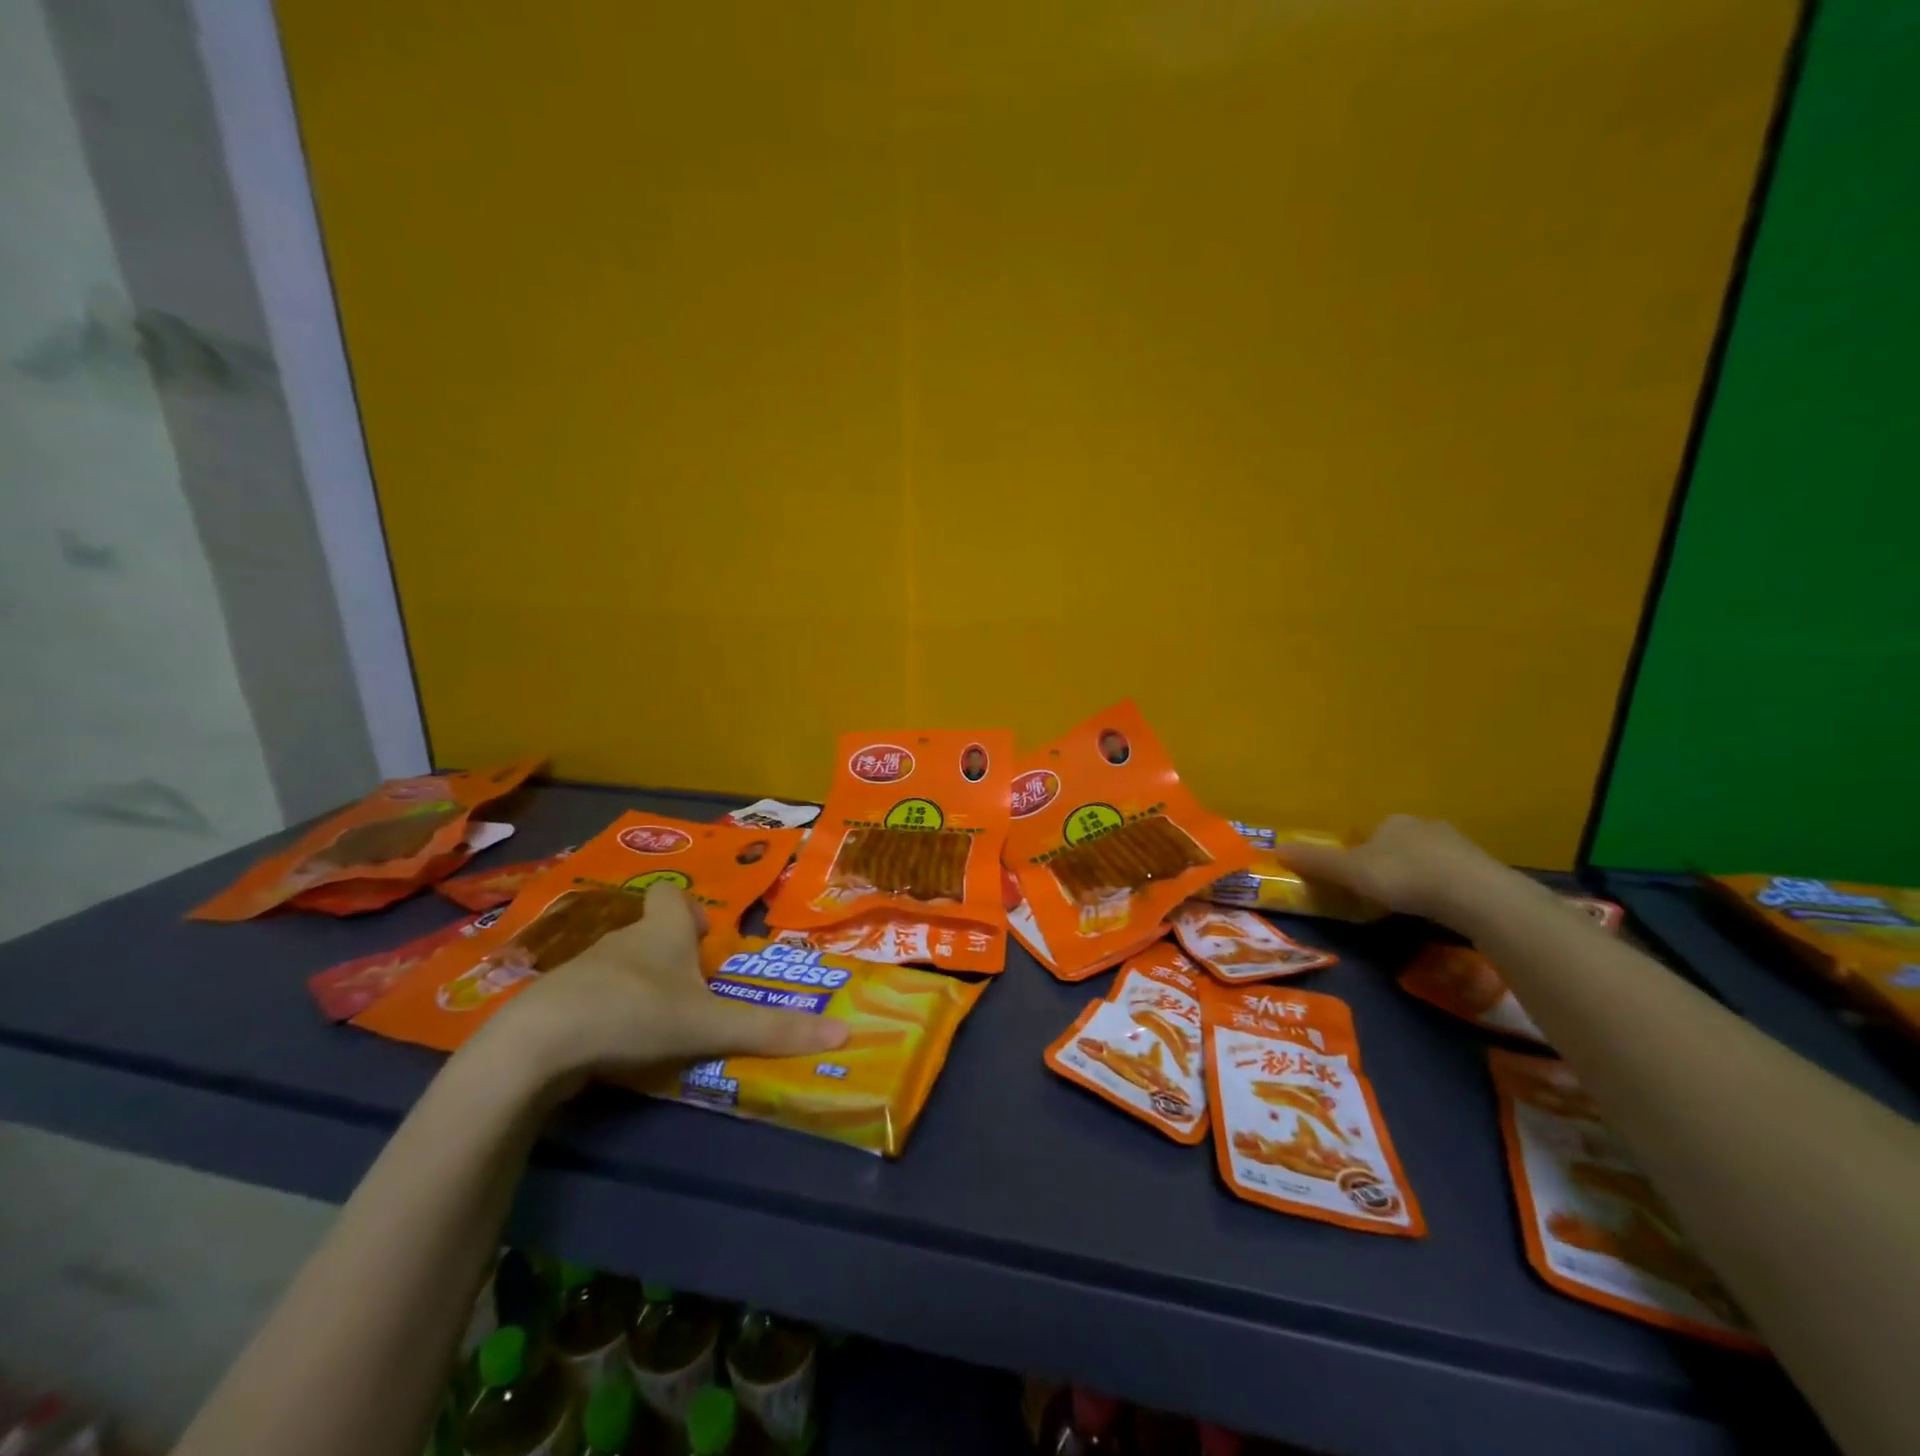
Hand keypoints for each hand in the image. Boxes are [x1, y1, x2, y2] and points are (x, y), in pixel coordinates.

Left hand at [466, 882, 847, 1098]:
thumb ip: (773, 1030)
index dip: (692, 912)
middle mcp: (624, 940)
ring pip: (621, 968)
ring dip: (641, 989)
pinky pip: (590, 1000)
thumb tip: (845, 1032)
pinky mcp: (555, 1005)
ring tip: (660, 1028)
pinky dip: (606, 1016)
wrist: (537, 1045)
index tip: (704, 943)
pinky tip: (615, 1049)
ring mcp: (583, 971)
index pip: (675, 896)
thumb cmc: (635, 1014)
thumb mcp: (712, 1024)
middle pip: (651, 934)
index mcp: (662, 932)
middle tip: (696, 996)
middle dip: (673, 958)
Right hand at [1271, 814, 1519, 928]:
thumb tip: (1276, 849)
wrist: (1475, 894)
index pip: (1369, 834)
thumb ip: (1317, 863)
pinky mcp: (1483, 868)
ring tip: (1412, 904)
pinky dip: (1444, 888)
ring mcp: (1458, 845)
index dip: (1359, 854)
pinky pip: (1454, 875)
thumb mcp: (1350, 872)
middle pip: (1398, 844)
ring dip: (1419, 876)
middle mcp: (1423, 825)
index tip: (1357, 879)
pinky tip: (1441, 908)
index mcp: (1391, 821)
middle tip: (1383, 893)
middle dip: (1390, 864)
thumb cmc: (1403, 876)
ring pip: (1428, 858)